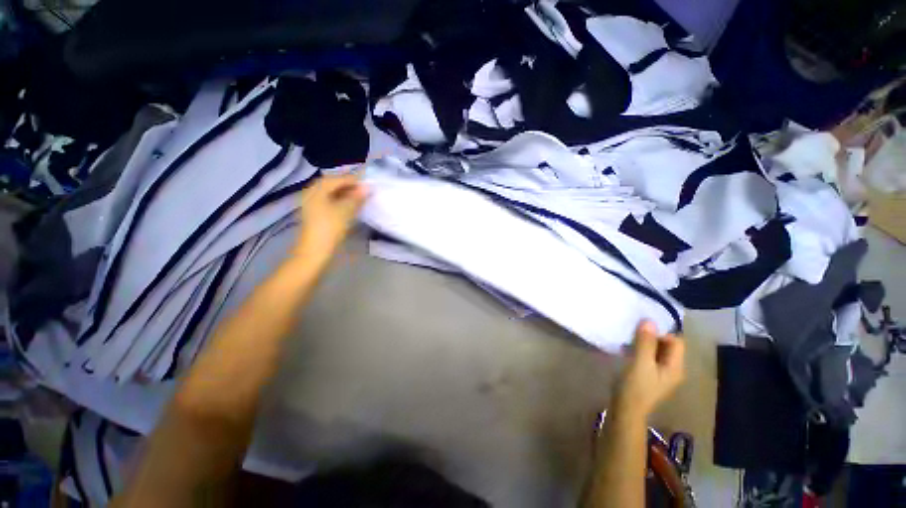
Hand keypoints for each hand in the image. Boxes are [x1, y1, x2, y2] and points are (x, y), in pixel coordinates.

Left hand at [295, 173, 368, 264]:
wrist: (315, 251)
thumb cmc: (330, 228)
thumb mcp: (346, 211)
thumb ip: (357, 198)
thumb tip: (367, 187)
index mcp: (317, 189)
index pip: (337, 179)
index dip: (353, 180)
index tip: (368, 183)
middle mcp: (312, 193)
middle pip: (332, 184)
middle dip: (349, 186)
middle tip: (364, 190)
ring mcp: (312, 203)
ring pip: (331, 193)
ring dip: (345, 194)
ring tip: (360, 197)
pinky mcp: (315, 213)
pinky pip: (329, 201)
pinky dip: (340, 201)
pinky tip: (350, 206)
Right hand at [613, 321, 684, 418]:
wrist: (626, 409)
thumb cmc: (636, 386)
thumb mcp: (640, 363)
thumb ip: (646, 342)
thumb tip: (649, 320)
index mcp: (675, 367)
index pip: (676, 341)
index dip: (660, 333)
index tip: (641, 333)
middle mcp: (672, 369)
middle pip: (667, 345)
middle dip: (651, 337)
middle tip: (633, 334)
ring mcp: (661, 373)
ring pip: (656, 351)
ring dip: (644, 343)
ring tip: (628, 341)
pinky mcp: (650, 375)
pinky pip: (648, 357)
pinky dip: (640, 351)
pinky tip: (627, 350)